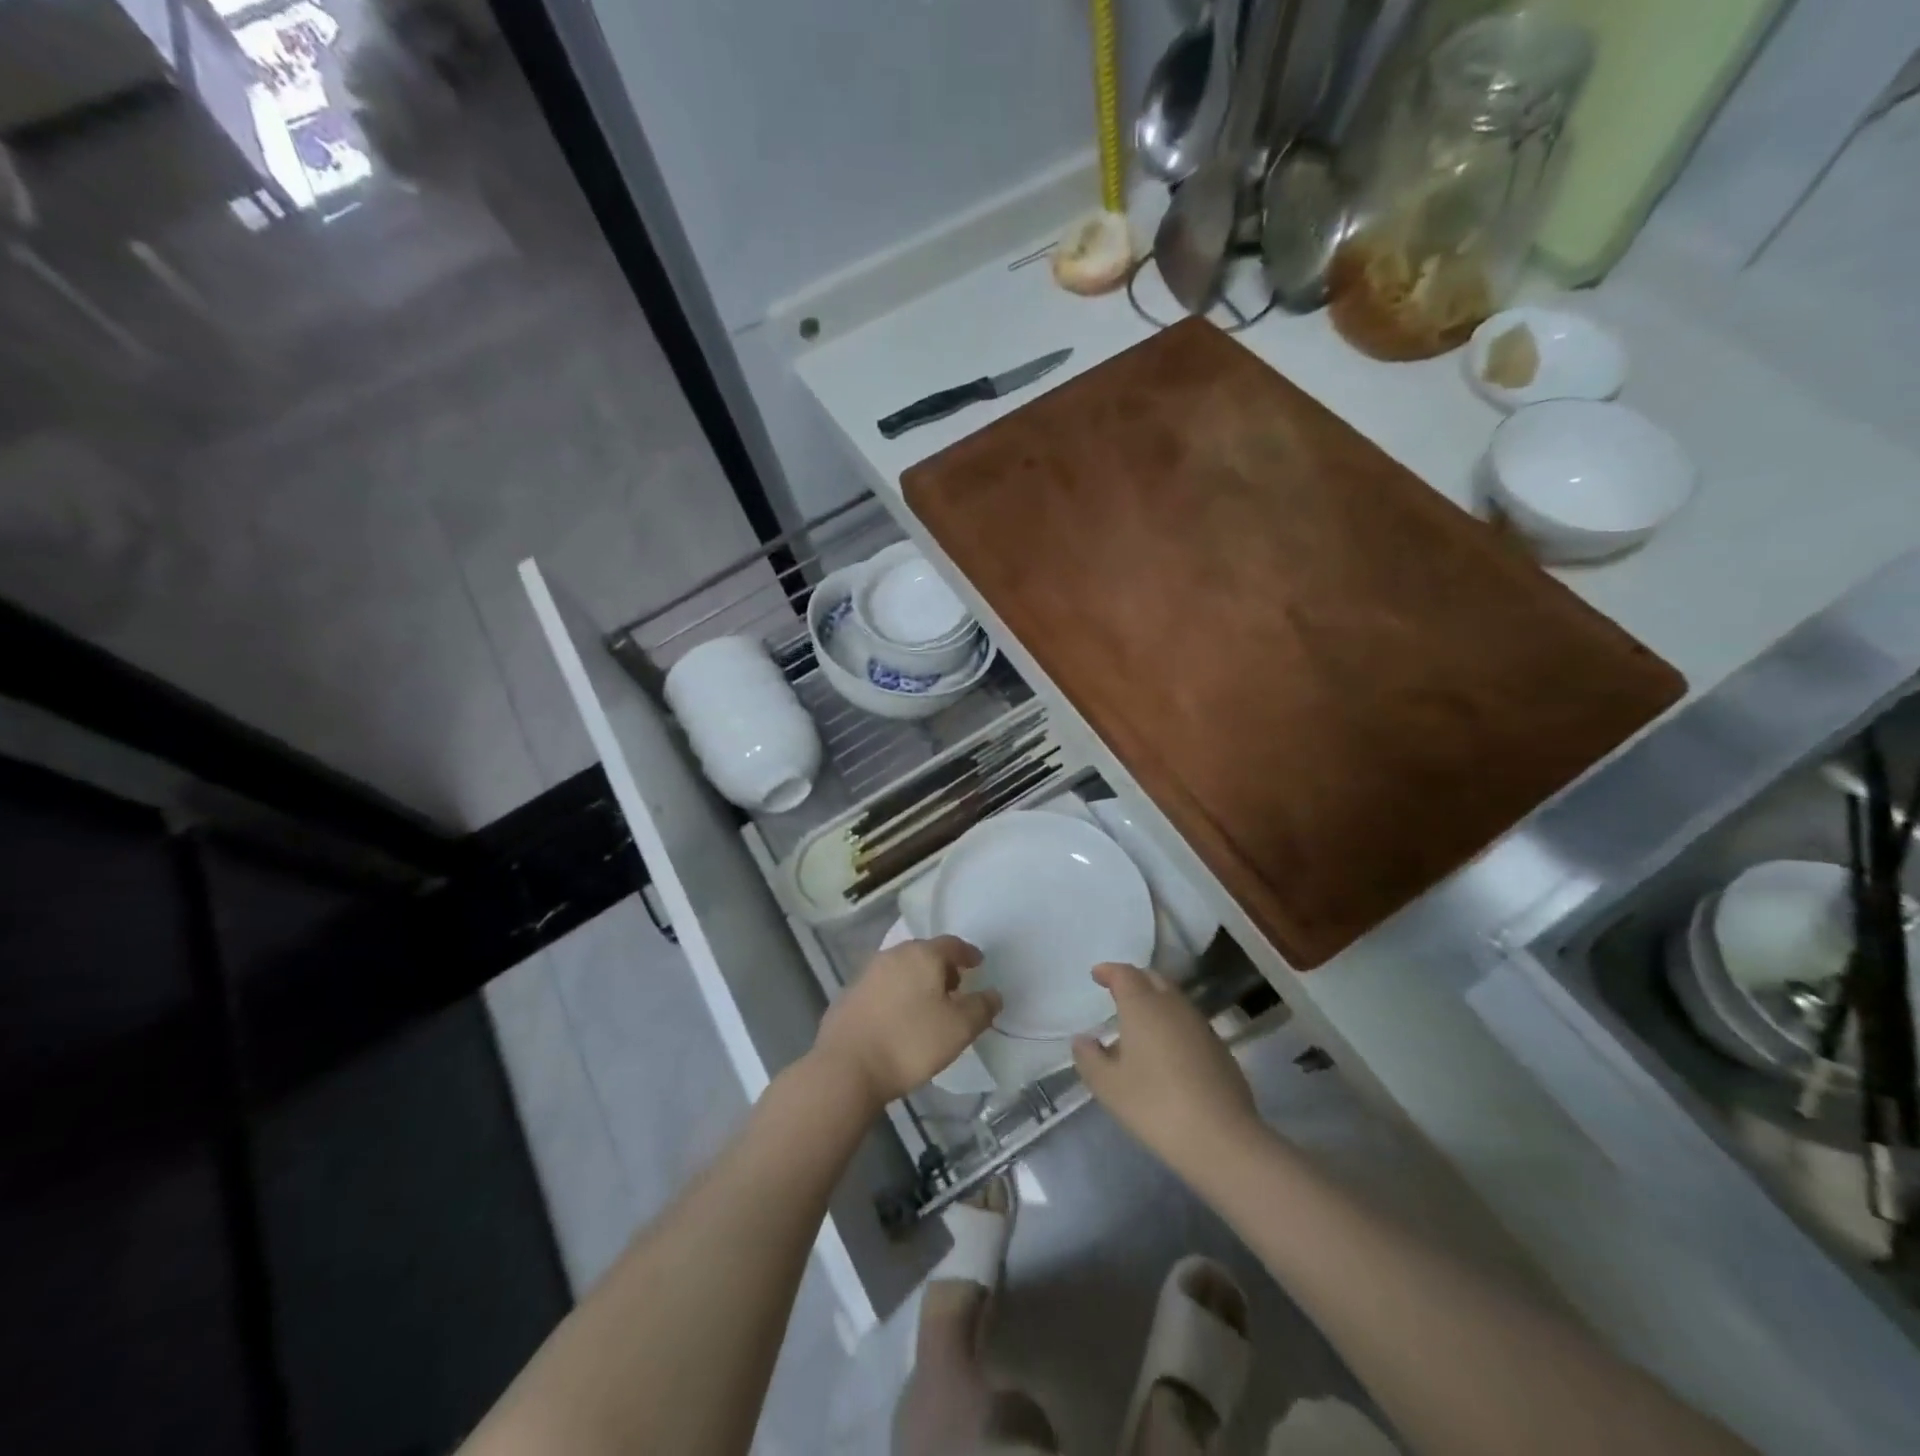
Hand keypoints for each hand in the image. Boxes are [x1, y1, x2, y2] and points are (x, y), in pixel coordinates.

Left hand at [812, 936, 999, 1107]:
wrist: (846, 1068)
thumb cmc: (910, 1042)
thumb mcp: (959, 1029)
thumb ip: (981, 1008)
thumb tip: (994, 994)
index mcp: (922, 955)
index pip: (952, 944)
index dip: (968, 954)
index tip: (978, 964)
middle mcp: (893, 955)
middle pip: (924, 953)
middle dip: (942, 968)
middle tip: (955, 988)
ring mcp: (867, 973)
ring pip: (901, 969)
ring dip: (917, 981)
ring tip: (928, 1006)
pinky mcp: (849, 995)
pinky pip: (882, 987)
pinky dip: (896, 995)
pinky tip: (898, 1019)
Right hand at [1073, 963, 1259, 1176]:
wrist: (1221, 1138)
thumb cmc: (1155, 1105)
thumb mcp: (1108, 1086)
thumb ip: (1089, 1058)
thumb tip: (1082, 1040)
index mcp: (1143, 1006)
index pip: (1124, 974)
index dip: (1109, 971)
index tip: (1097, 974)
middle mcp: (1173, 1006)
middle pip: (1153, 979)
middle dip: (1134, 980)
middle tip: (1118, 992)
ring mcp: (1200, 1025)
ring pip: (1174, 999)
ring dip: (1155, 1001)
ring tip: (1140, 1022)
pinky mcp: (1219, 1048)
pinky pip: (1189, 1022)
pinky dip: (1173, 1023)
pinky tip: (1167, 1049)